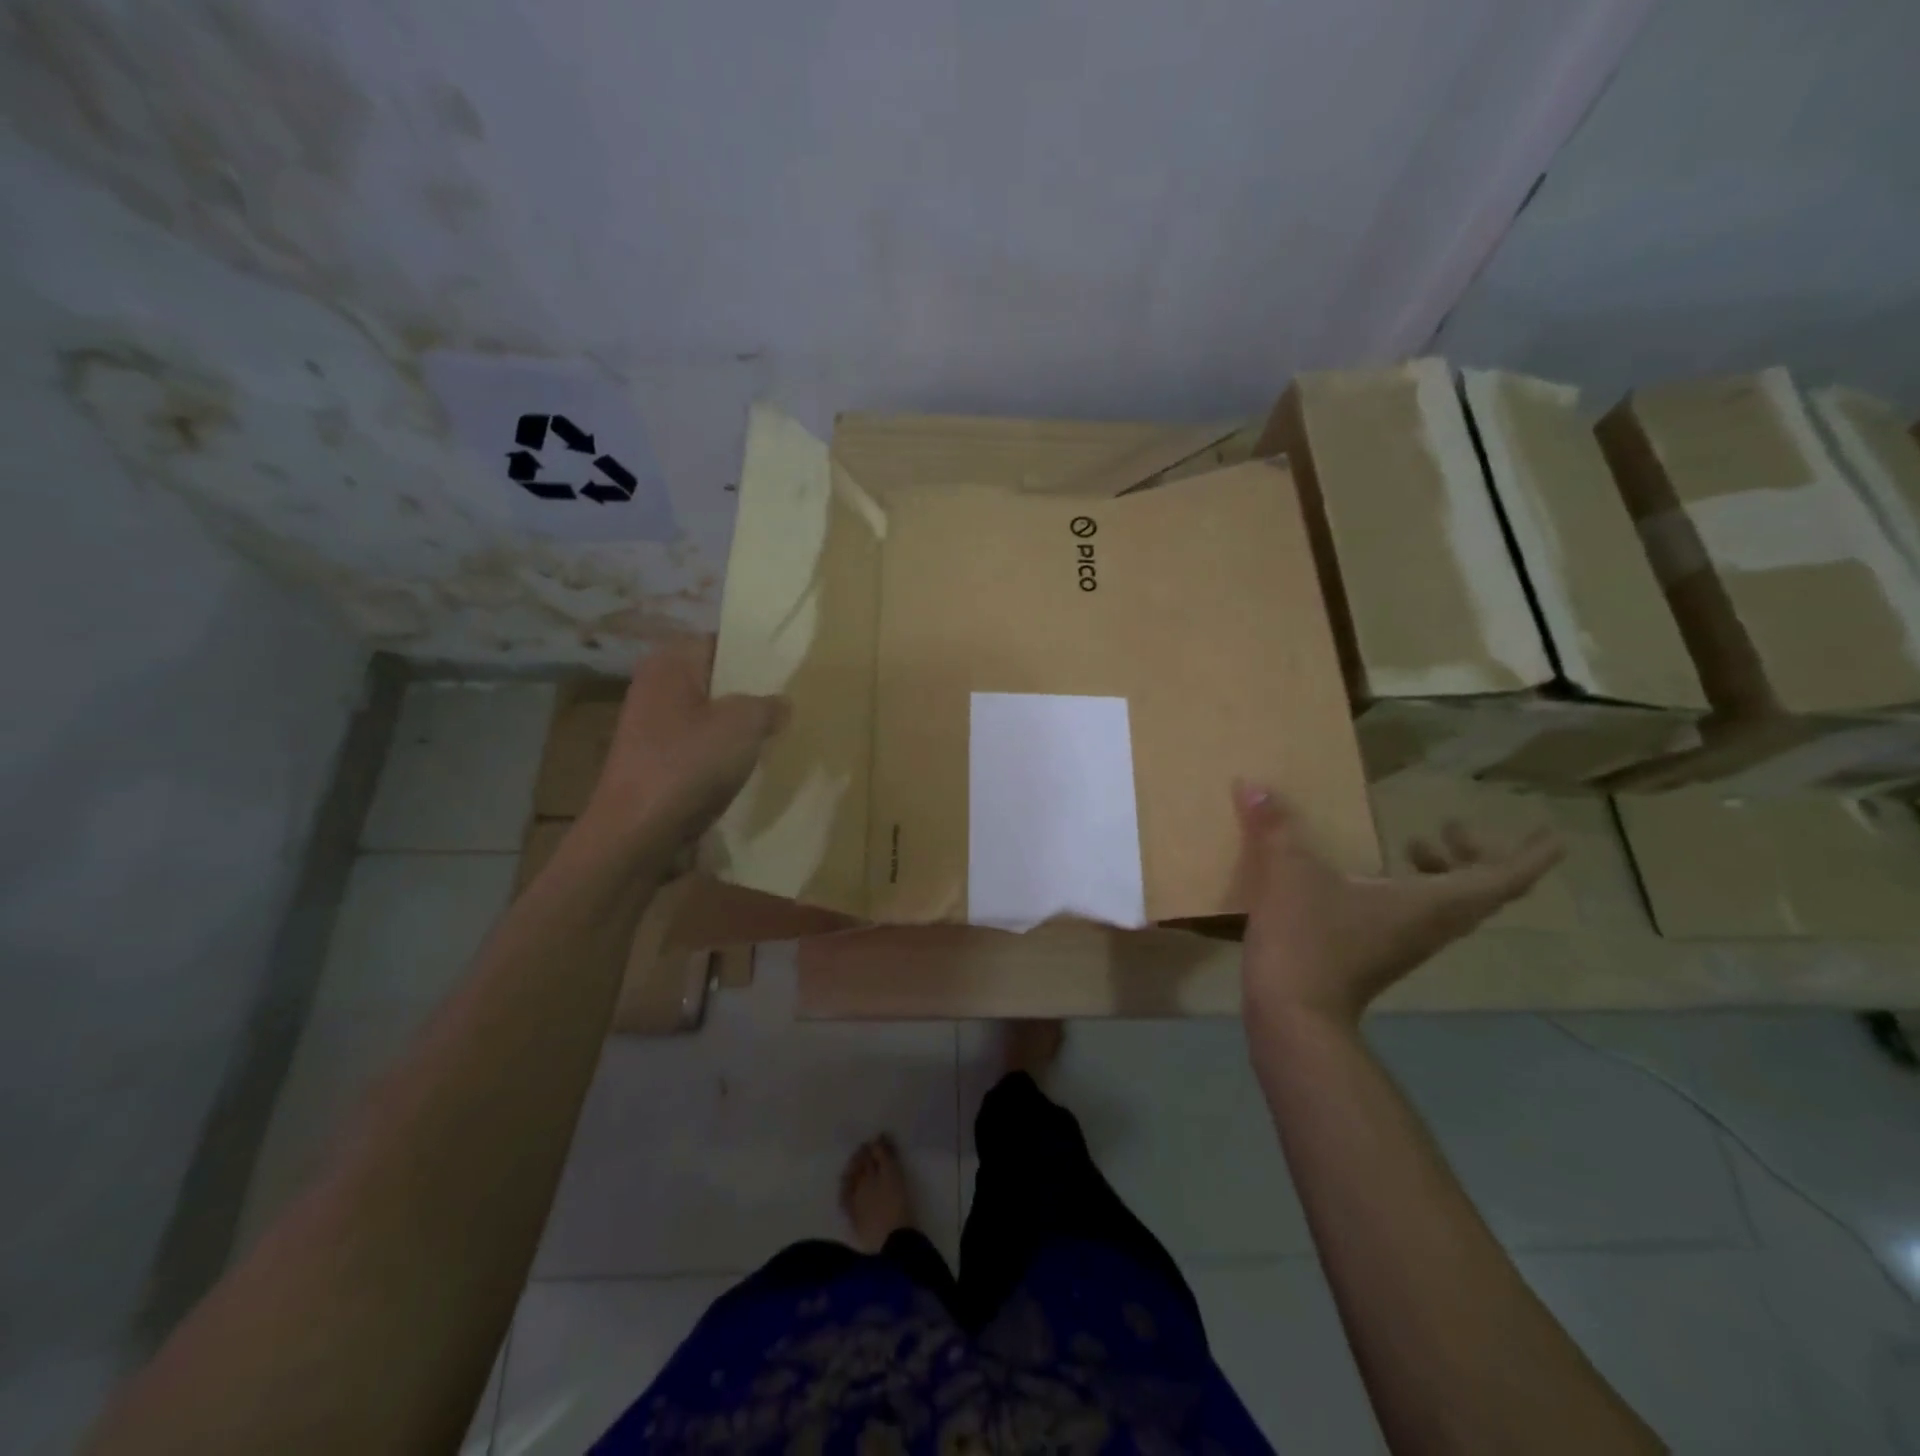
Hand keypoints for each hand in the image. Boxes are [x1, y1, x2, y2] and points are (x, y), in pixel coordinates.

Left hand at [585, 638, 787, 846]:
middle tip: (790, 701)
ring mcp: (651, 726)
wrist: (637, 833)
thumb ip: (769, 705)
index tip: (788, 669)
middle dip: (750, 692)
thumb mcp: (744, 725)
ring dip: (738, 726)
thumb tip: (781, 703)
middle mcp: (655, 686)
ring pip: (708, 715)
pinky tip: (749, 765)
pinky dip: (722, 752)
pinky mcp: (655, 761)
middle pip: (715, 679)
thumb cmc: (688, 764)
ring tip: (777, 733)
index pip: (720, 642)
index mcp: (670, 663)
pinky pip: (699, 745)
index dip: (755, 653)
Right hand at [1233, 780, 1562, 1032]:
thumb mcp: (1290, 873)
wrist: (1293, 1015)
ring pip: (1445, 906)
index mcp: (1430, 903)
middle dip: (1473, 855)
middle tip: (1450, 826)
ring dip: (1439, 873)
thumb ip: (1277, 827)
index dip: (1528, 855)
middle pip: (1477, 892)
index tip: (1550, 834)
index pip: (1501, 878)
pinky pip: (1412, 916)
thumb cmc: (1309, 940)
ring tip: (1408, 845)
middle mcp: (1428, 925)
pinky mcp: (1375, 956)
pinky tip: (1362, 879)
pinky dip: (1406, 889)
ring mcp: (1402, 945)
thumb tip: (1254, 786)